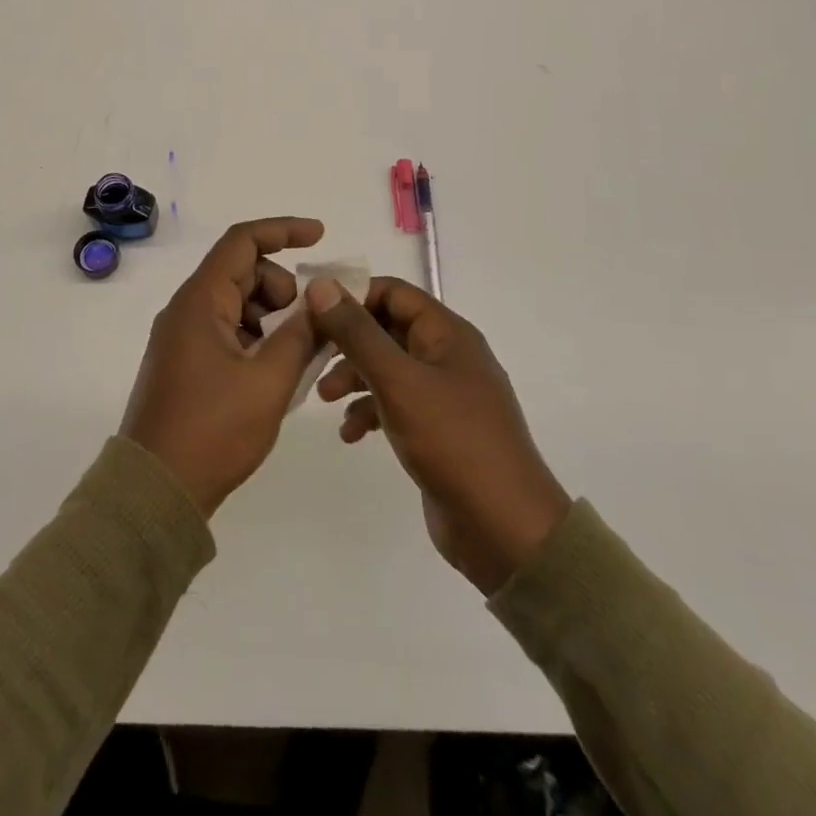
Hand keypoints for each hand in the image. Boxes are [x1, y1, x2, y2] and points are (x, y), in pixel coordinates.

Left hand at [120, 217, 326, 516]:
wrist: (156, 490)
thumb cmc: (213, 430)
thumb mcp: (269, 381)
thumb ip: (301, 334)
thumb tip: (323, 300)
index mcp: (200, 301)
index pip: (242, 242)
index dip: (283, 231)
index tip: (320, 236)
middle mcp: (187, 310)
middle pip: (242, 273)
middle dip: (283, 290)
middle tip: (310, 328)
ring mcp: (183, 338)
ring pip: (237, 305)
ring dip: (272, 319)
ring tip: (298, 359)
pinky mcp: (185, 363)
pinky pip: (227, 333)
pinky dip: (256, 341)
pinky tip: (277, 374)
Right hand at [310, 277, 570, 594]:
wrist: (504, 529)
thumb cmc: (452, 441)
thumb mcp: (398, 381)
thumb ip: (357, 333)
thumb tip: (322, 286)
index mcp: (447, 333)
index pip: (392, 292)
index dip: (352, 296)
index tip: (311, 312)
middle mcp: (447, 356)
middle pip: (387, 329)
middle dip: (347, 341)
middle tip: (310, 356)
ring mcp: (444, 394)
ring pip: (387, 368)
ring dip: (353, 377)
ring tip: (324, 398)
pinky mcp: (438, 430)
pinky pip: (395, 405)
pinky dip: (370, 412)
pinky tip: (350, 434)